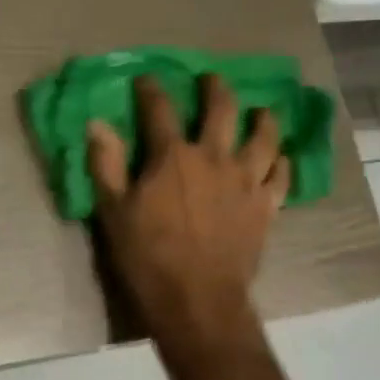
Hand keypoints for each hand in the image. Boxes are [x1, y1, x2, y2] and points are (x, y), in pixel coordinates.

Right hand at [87, 75, 287, 351]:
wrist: (198, 300)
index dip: (151, 89)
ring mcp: (246, 180)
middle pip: (222, 108)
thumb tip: (97, 124)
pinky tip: (280, 159)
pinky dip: (282, 163)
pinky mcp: (266, 206)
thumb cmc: (149, 258)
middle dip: (215, 88)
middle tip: (211, 80)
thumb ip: (106, 165)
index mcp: (173, 156)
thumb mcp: (114, 213)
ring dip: (263, 119)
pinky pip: (282, 176)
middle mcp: (214, 158)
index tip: (146, 79)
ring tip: (261, 111)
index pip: (160, 109)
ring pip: (264, 136)